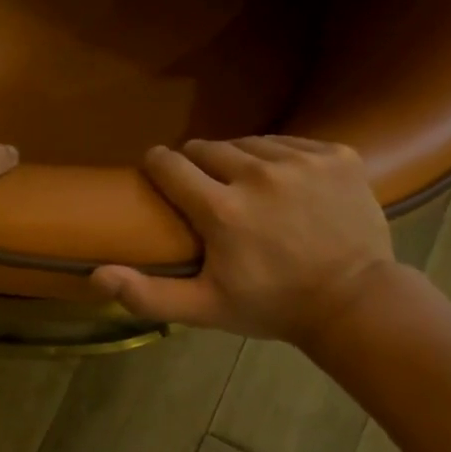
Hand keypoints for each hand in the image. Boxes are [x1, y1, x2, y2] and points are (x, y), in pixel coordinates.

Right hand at [90, 136, 395, 343]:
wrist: (354, 302)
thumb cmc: (272, 306)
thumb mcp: (206, 309)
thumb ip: (148, 294)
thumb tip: (96, 274)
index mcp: (222, 209)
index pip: (170, 164)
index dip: (159, 166)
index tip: (161, 174)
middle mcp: (259, 174)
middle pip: (208, 148)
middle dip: (200, 166)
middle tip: (209, 193)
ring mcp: (302, 161)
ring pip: (250, 143)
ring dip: (241, 160)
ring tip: (247, 186)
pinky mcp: (337, 155)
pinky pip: (292, 142)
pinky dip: (282, 158)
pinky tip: (286, 184)